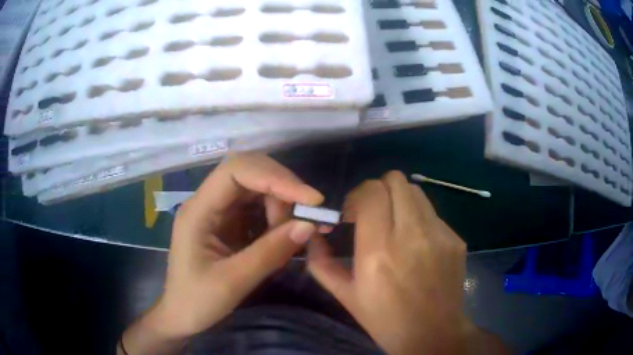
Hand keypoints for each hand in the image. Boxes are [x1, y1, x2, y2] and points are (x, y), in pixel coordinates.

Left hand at [121, 154, 322, 354]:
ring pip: (258, 188)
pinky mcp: (230, 223)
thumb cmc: (196, 301)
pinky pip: (259, 207)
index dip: (275, 177)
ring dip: (284, 203)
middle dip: (283, 188)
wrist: (182, 315)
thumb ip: (269, 253)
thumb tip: (308, 225)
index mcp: (198, 210)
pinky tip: (292, 231)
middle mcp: (208, 202)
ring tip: (301, 229)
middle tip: (309, 214)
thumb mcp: (232, 283)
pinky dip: (280, 215)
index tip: (311, 199)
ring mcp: (219, 212)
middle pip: (250, 173)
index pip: (236, 171)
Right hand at [308, 171, 470, 354]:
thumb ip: (321, 262)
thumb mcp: (345, 295)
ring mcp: (439, 235)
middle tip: (373, 214)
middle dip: (378, 190)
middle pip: (396, 181)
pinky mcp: (456, 239)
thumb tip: (312, 235)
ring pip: (416, 191)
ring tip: (395, 225)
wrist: (432, 333)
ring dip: (399, 201)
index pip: (371, 191)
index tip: (352, 214)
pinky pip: (433, 214)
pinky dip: (419, 219)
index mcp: (378, 250)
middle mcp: (411, 235)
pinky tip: (417, 245)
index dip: (357, 195)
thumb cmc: (384, 319)